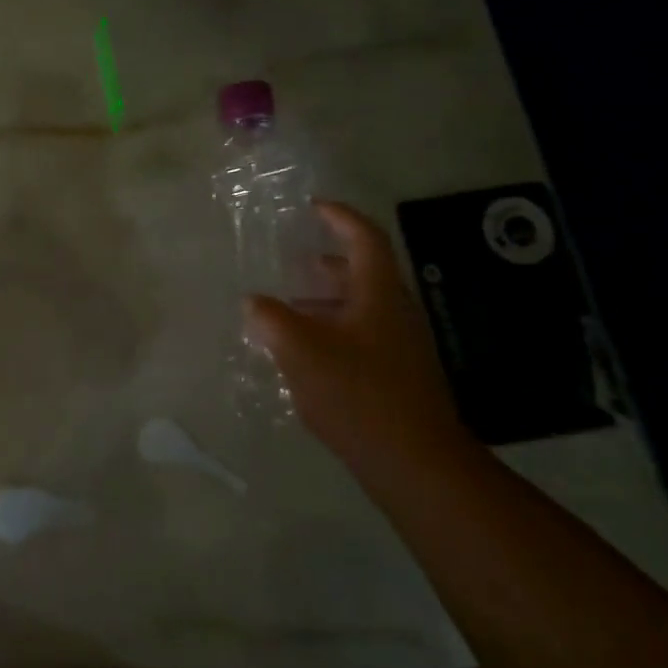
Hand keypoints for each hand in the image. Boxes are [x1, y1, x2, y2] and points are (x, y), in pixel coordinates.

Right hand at [246, 200, 471, 469]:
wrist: (412, 460)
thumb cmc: (357, 393)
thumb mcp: (300, 350)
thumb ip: (271, 319)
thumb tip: (254, 302)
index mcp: (378, 295)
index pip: (365, 240)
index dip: (341, 217)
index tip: (314, 207)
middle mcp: (394, 313)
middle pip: (362, 274)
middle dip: (325, 264)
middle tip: (291, 264)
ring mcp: (398, 346)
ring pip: (358, 308)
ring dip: (323, 300)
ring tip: (285, 309)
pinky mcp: (395, 375)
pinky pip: (358, 336)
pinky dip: (329, 330)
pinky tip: (302, 353)